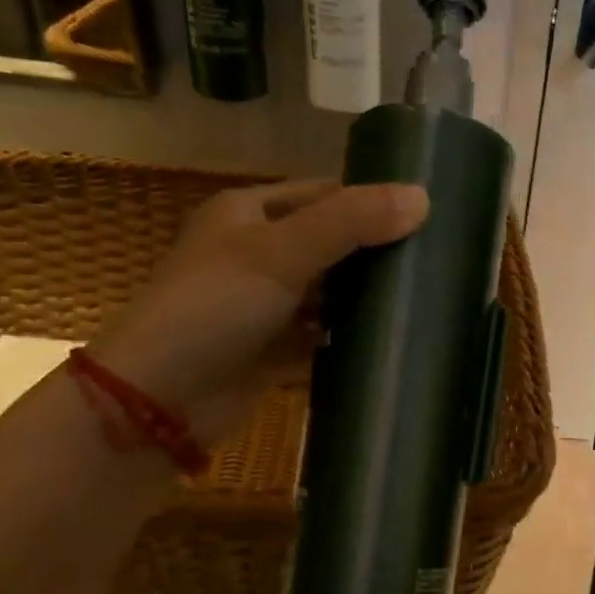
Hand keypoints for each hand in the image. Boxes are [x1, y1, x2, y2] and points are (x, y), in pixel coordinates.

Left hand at [92, 179, 428, 443]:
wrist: (160, 399)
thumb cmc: (214, 308)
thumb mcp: (281, 253)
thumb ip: (350, 223)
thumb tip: (422, 198)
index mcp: (249, 213)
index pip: (323, 193)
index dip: (370, 200)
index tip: (427, 215)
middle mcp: (256, 254)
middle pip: (329, 245)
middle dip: (375, 253)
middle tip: (435, 262)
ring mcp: (264, 306)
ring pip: (327, 293)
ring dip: (365, 299)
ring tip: (423, 300)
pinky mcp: (272, 351)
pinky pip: (320, 337)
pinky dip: (348, 339)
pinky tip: (388, 343)